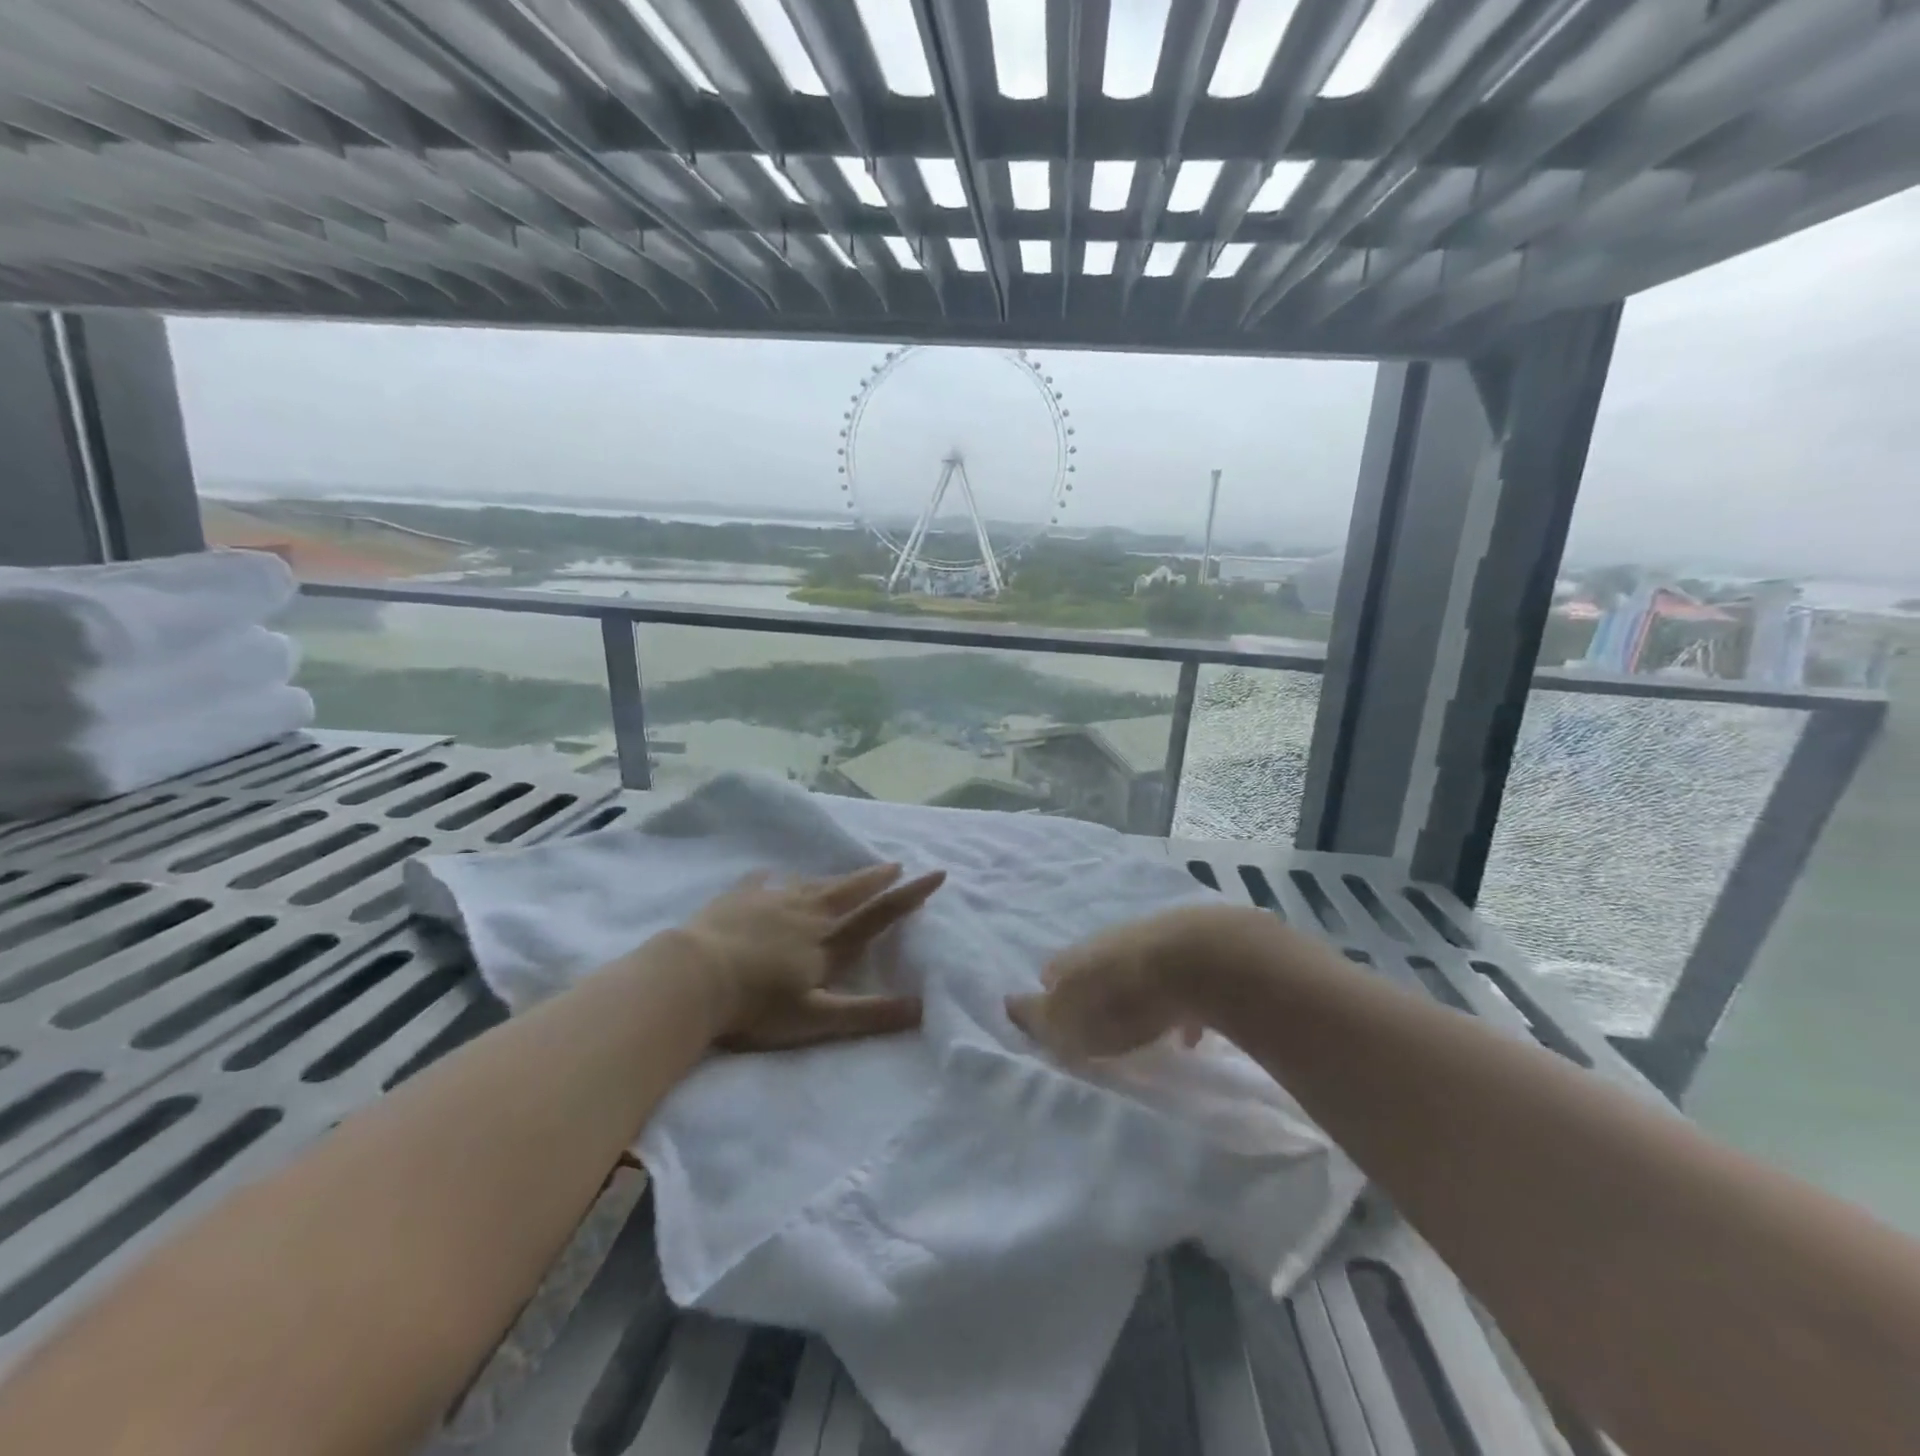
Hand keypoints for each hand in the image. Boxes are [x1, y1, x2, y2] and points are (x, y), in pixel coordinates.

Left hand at [675, 862, 944, 1051]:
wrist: (693, 977)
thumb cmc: (757, 1005)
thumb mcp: (817, 1018)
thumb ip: (869, 1014)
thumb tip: (922, 1008)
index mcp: (828, 941)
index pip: (879, 915)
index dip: (910, 896)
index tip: (937, 873)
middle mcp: (806, 913)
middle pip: (848, 891)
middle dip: (874, 879)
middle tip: (894, 865)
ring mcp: (771, 901)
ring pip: (812, 884)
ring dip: (835, 878)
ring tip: (847, 873)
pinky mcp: (738, 899)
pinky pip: (761, 883)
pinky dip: (771, 879)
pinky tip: (770, 874)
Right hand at [1006, 905, 1224, 1058]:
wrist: (1198, 960)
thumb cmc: (1123, 1000)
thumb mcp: (1068, 1022)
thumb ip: (1038, 1017)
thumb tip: (1007, 1004)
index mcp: (1074, 958)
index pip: (1053, 971)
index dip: (1053, 995)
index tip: (1059, 1019)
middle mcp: (1107, 941)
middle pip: (1095, 966)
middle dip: (1095, 991)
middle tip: (1102, 1022)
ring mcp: (1150, 939)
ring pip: (1135, 968)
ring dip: (1136, 994)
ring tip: (1146, 1026)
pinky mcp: (1192, 946)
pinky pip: (1177, 978)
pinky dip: (1177, 1001)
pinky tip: (1189, 1027)